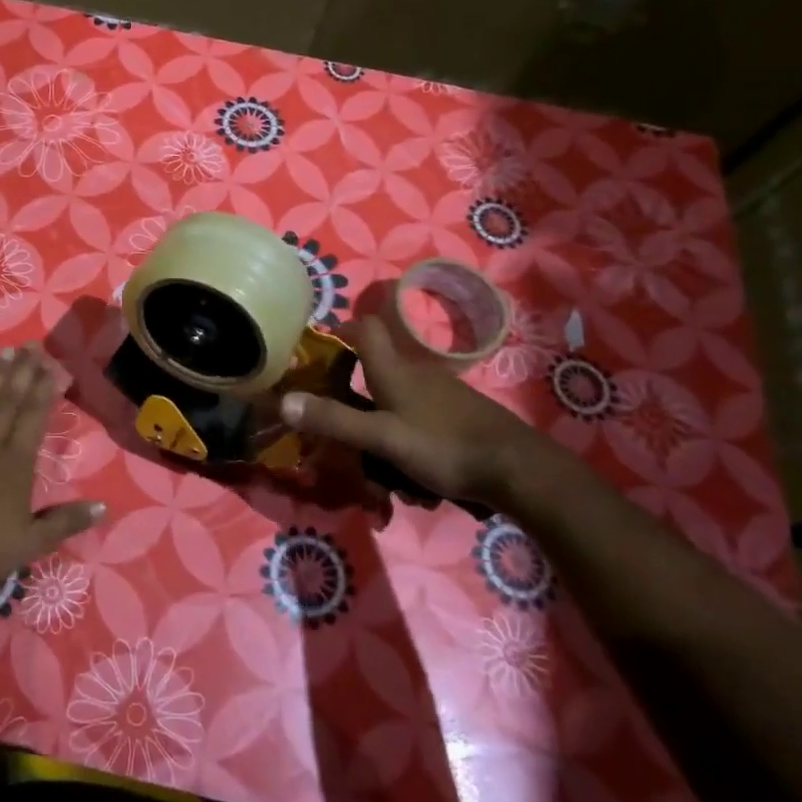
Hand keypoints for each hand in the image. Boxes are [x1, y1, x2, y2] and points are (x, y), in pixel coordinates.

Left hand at [0, 344, 105, 622]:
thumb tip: (103, 507)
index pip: (33, 415)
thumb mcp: (31, 544)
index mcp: (15, 462)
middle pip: (7, 400)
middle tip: (31, 345)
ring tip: (3, 353)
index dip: (44, 387)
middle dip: (22, 371)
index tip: (53, 365)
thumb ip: (66, 521)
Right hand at [280, 314, 583, 514]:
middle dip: (354, 394)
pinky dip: (407, 439)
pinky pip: (419, 420)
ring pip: (397, 400)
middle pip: (376, 368)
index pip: (364, 327)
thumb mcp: (382, 438)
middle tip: (337, 423)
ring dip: (381, 424)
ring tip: (376, 466)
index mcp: (394, 370)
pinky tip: (413, 474)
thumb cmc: (444, 446)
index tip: (318, 350)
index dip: (340, 329)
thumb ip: (334, 420)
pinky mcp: (458, 416)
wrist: (519, 469)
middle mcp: (416, 373)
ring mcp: (441, 394)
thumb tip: (283, 401)